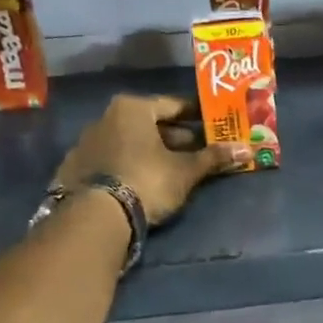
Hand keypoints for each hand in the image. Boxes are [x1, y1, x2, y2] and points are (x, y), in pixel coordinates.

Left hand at [53, 95, 244, 225]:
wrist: (95, 216)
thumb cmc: (147, 180)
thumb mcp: (185, 171)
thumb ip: (213, 158)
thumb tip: (247, 149)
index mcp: (133, 108)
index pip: (173, 105)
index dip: (196, 116)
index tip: (212, 125)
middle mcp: (106, 117)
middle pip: (149, 123)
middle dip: (174, 136)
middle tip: (198, 148)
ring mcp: (86, 142)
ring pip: (129, 141)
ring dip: (150, 151)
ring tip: (172, 168)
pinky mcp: (75, 167)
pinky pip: (111, 159)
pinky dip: (128, 164)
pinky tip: (141, 181)